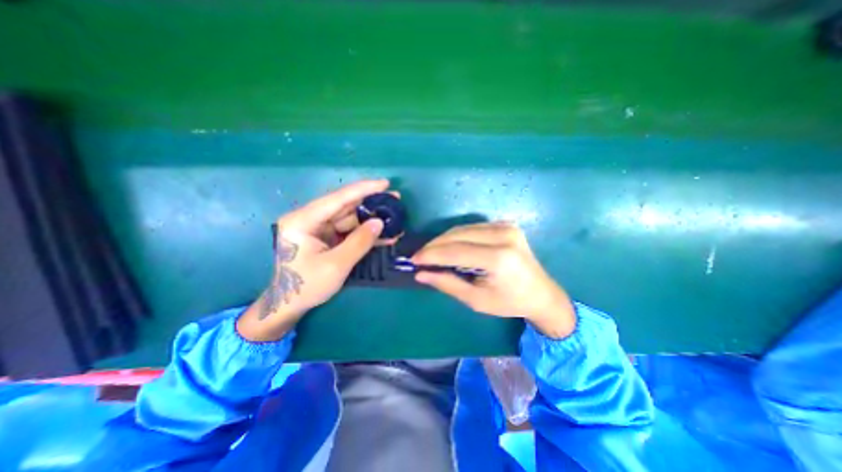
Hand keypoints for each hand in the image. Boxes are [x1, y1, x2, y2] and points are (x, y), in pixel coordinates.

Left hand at [236, 179, 390, 340]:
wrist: (290, 304)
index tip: (385, 183)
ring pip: (350, 217)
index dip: (363, 189)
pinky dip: (365, 232)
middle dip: (370, 203)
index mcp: (303, 220)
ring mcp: (318, 227)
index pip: (337, 199)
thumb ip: (359, 242)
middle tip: (394, 199)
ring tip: (394, 218)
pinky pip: (349, 230)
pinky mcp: (326, 236)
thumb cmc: (307, 286)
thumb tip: (379, 222)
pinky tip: (383, 233)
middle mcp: (309, 218)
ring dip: (371, 219)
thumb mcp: (336, 265)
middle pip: (344, 205)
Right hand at [411, 222, 574, 337]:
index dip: (431, 254)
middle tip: (420, 256)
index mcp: (498, 258)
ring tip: (432, 253)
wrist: (541, 293)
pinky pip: (473, 227)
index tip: (413, 260)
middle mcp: (503, 236)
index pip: (455, 251)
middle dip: (435, 245)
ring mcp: (506, 227)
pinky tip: (450, 246)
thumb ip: (448, 284)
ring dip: (444, 240)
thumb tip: (421, 273)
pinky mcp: (506, 224)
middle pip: (457, 235)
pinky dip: (458, 236)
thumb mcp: (476, 300)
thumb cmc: (509, 302)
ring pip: (463, 228)